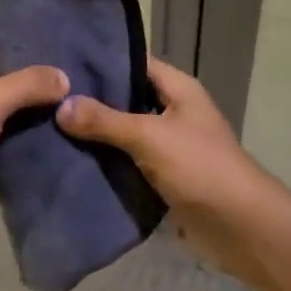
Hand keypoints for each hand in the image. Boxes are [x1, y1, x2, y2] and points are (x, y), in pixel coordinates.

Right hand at [57, 56, 283, 277]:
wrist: (241, 228)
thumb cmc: (200, 167)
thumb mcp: (149, 137)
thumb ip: (104, 120)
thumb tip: (60, 106)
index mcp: (178, 89)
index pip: (134, 63)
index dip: (101, 61)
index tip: (62, 62)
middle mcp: (174, 111)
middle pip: (127, 98)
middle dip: (92, 100)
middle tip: (49, 96)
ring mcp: (170, 145)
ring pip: (125, 132)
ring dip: (97, 134)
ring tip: (51, 125)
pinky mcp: (164, 176)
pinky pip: (129, 161)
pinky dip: (107, 161)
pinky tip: (73, 159)